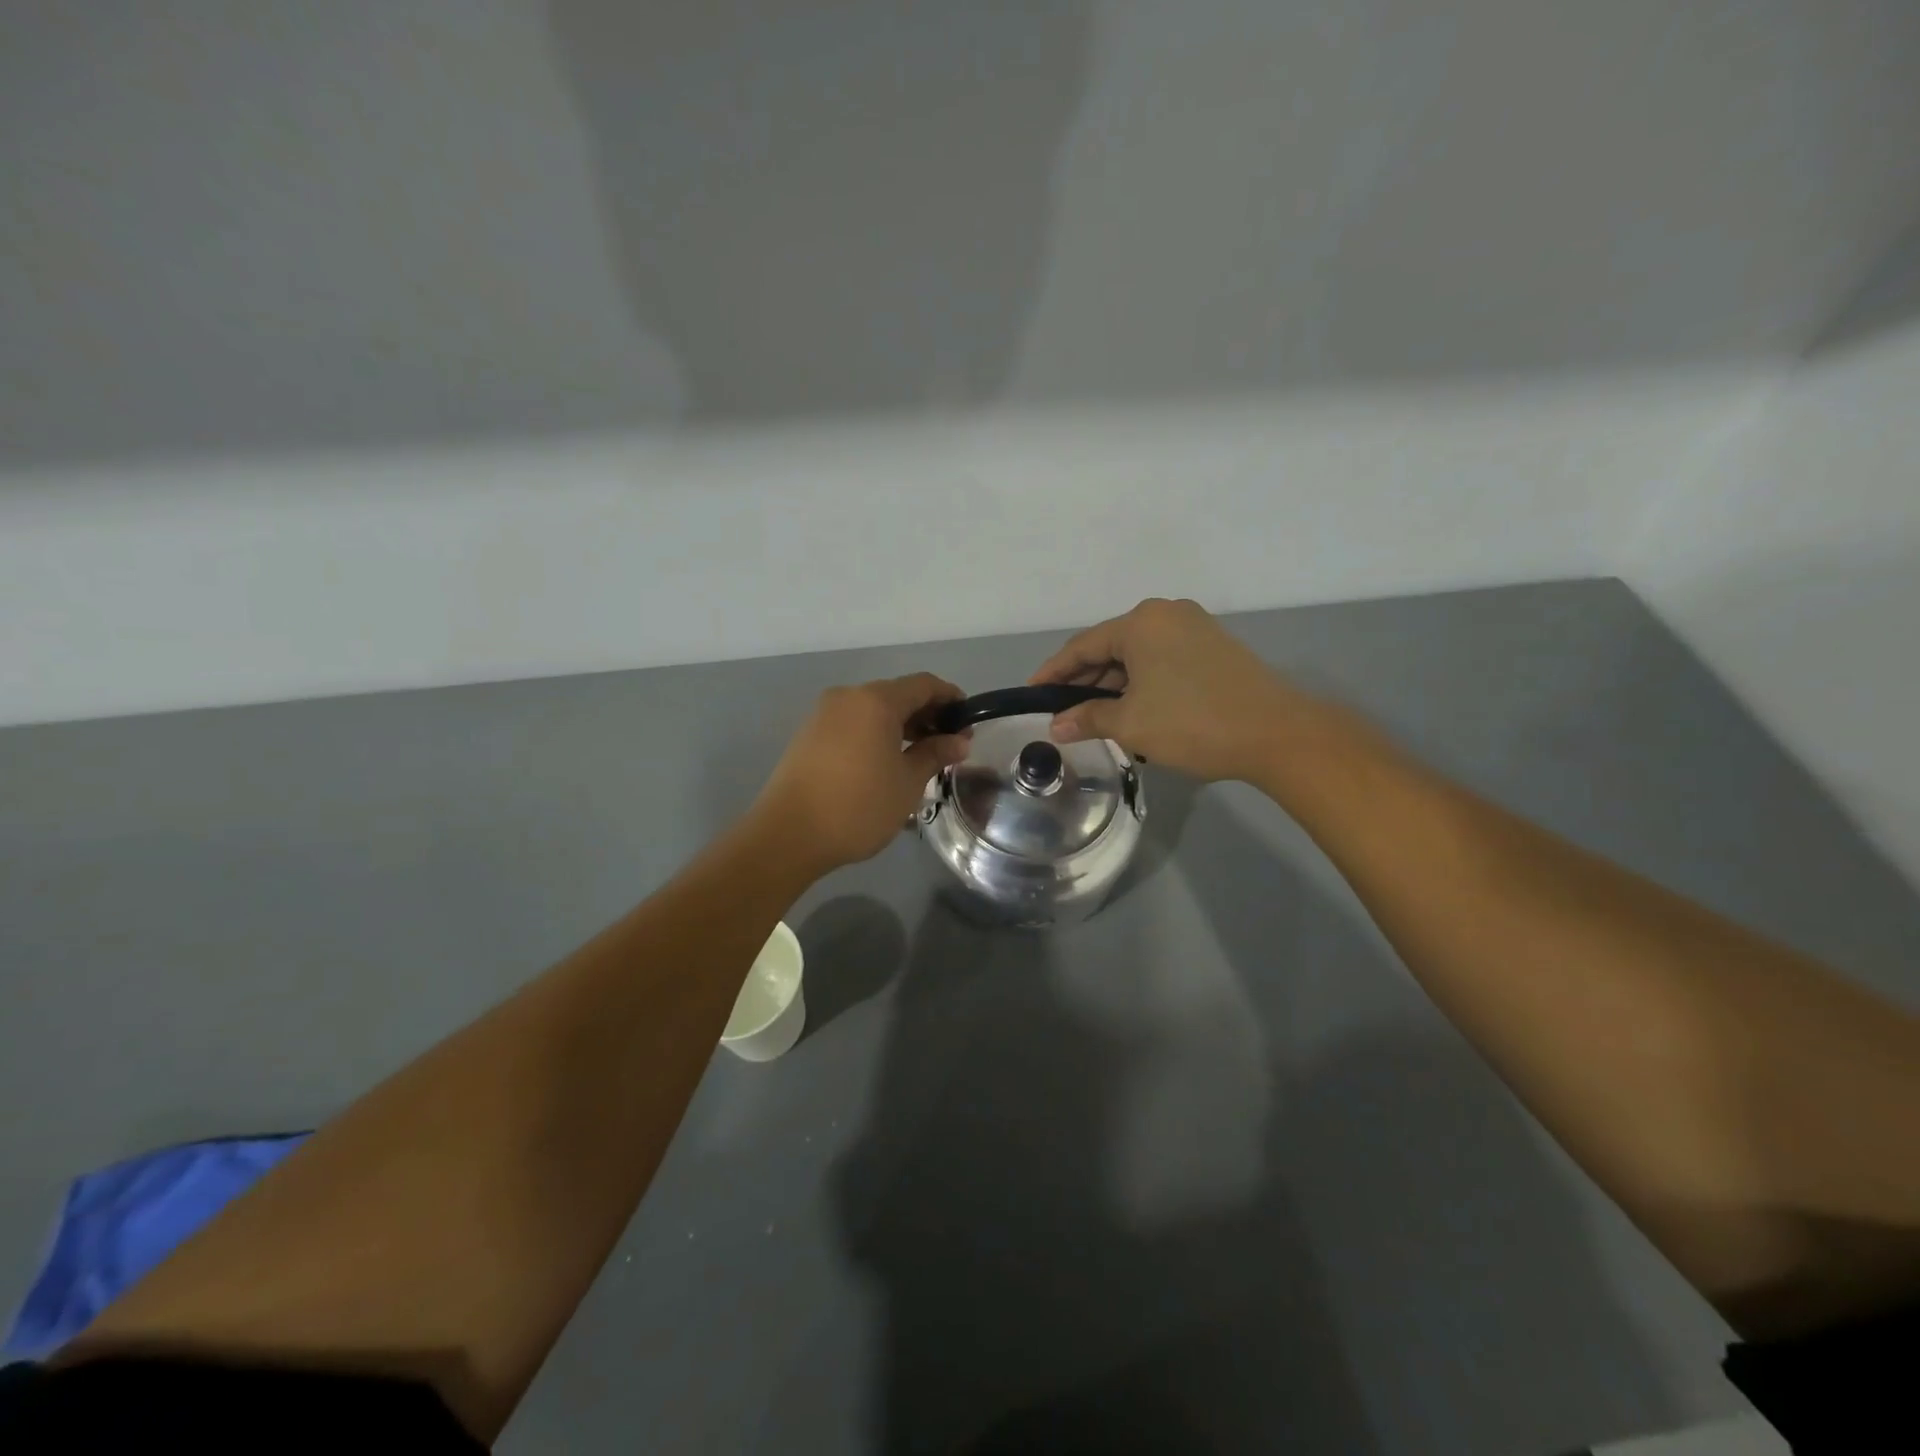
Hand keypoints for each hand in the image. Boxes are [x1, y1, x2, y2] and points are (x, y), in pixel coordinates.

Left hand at [755, 673, 970, 872]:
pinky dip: (875, 733)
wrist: (789, 834)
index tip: (968, 722)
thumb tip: (959, 741)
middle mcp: (848, 696)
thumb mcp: (908, 783)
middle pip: (897, 694)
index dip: (951, 698)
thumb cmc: (858, 806)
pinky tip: (886, 762)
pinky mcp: (809, 734)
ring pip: (873, 710)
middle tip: (948, 745)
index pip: (924, 685)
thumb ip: (935, 754)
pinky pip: (853, 723)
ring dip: (900, 725)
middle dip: (926, 714)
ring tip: (920, 757)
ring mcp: (824, 714)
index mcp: (876, 700)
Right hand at [1029, 598, 1314, 782]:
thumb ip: (1087, 718)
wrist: (1277, 733)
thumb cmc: (1192, 723)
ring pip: (1137, 655)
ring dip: (1113, 685)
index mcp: (1140, 622)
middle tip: (1063, 712)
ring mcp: (1194, 628)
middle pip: (1110, 647)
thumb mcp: (1131, 724)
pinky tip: (1132, 709)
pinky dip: (1141, 683)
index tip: (1032, 694)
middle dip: (1084, 680)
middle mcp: (1165, 614)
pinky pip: (1162, 660)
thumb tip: (1056, 727)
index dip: (1053, 673)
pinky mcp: (1214, 647)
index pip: (1082, 646)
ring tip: (1094, 717)